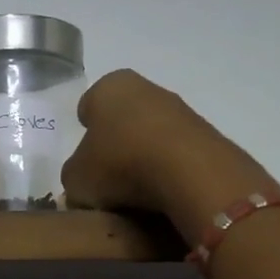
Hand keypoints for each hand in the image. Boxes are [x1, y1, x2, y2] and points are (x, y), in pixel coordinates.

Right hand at [62, 70, 273, 239]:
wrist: (189, 172)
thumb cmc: (120, 164)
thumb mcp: (77, 180)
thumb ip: (73, 177)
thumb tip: (82, 182)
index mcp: (108, 87)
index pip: (88, 106)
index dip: (85, 133)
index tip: (86, 159)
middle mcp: (146, 87)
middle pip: (122, 118)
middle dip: (116, 143)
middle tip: (108, 177)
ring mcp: (180, 108)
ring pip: (151, 133)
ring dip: (144, 156)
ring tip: (137, 191)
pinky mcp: (206, 133)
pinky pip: (176, 152)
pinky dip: (168, 168)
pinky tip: (163, 191)